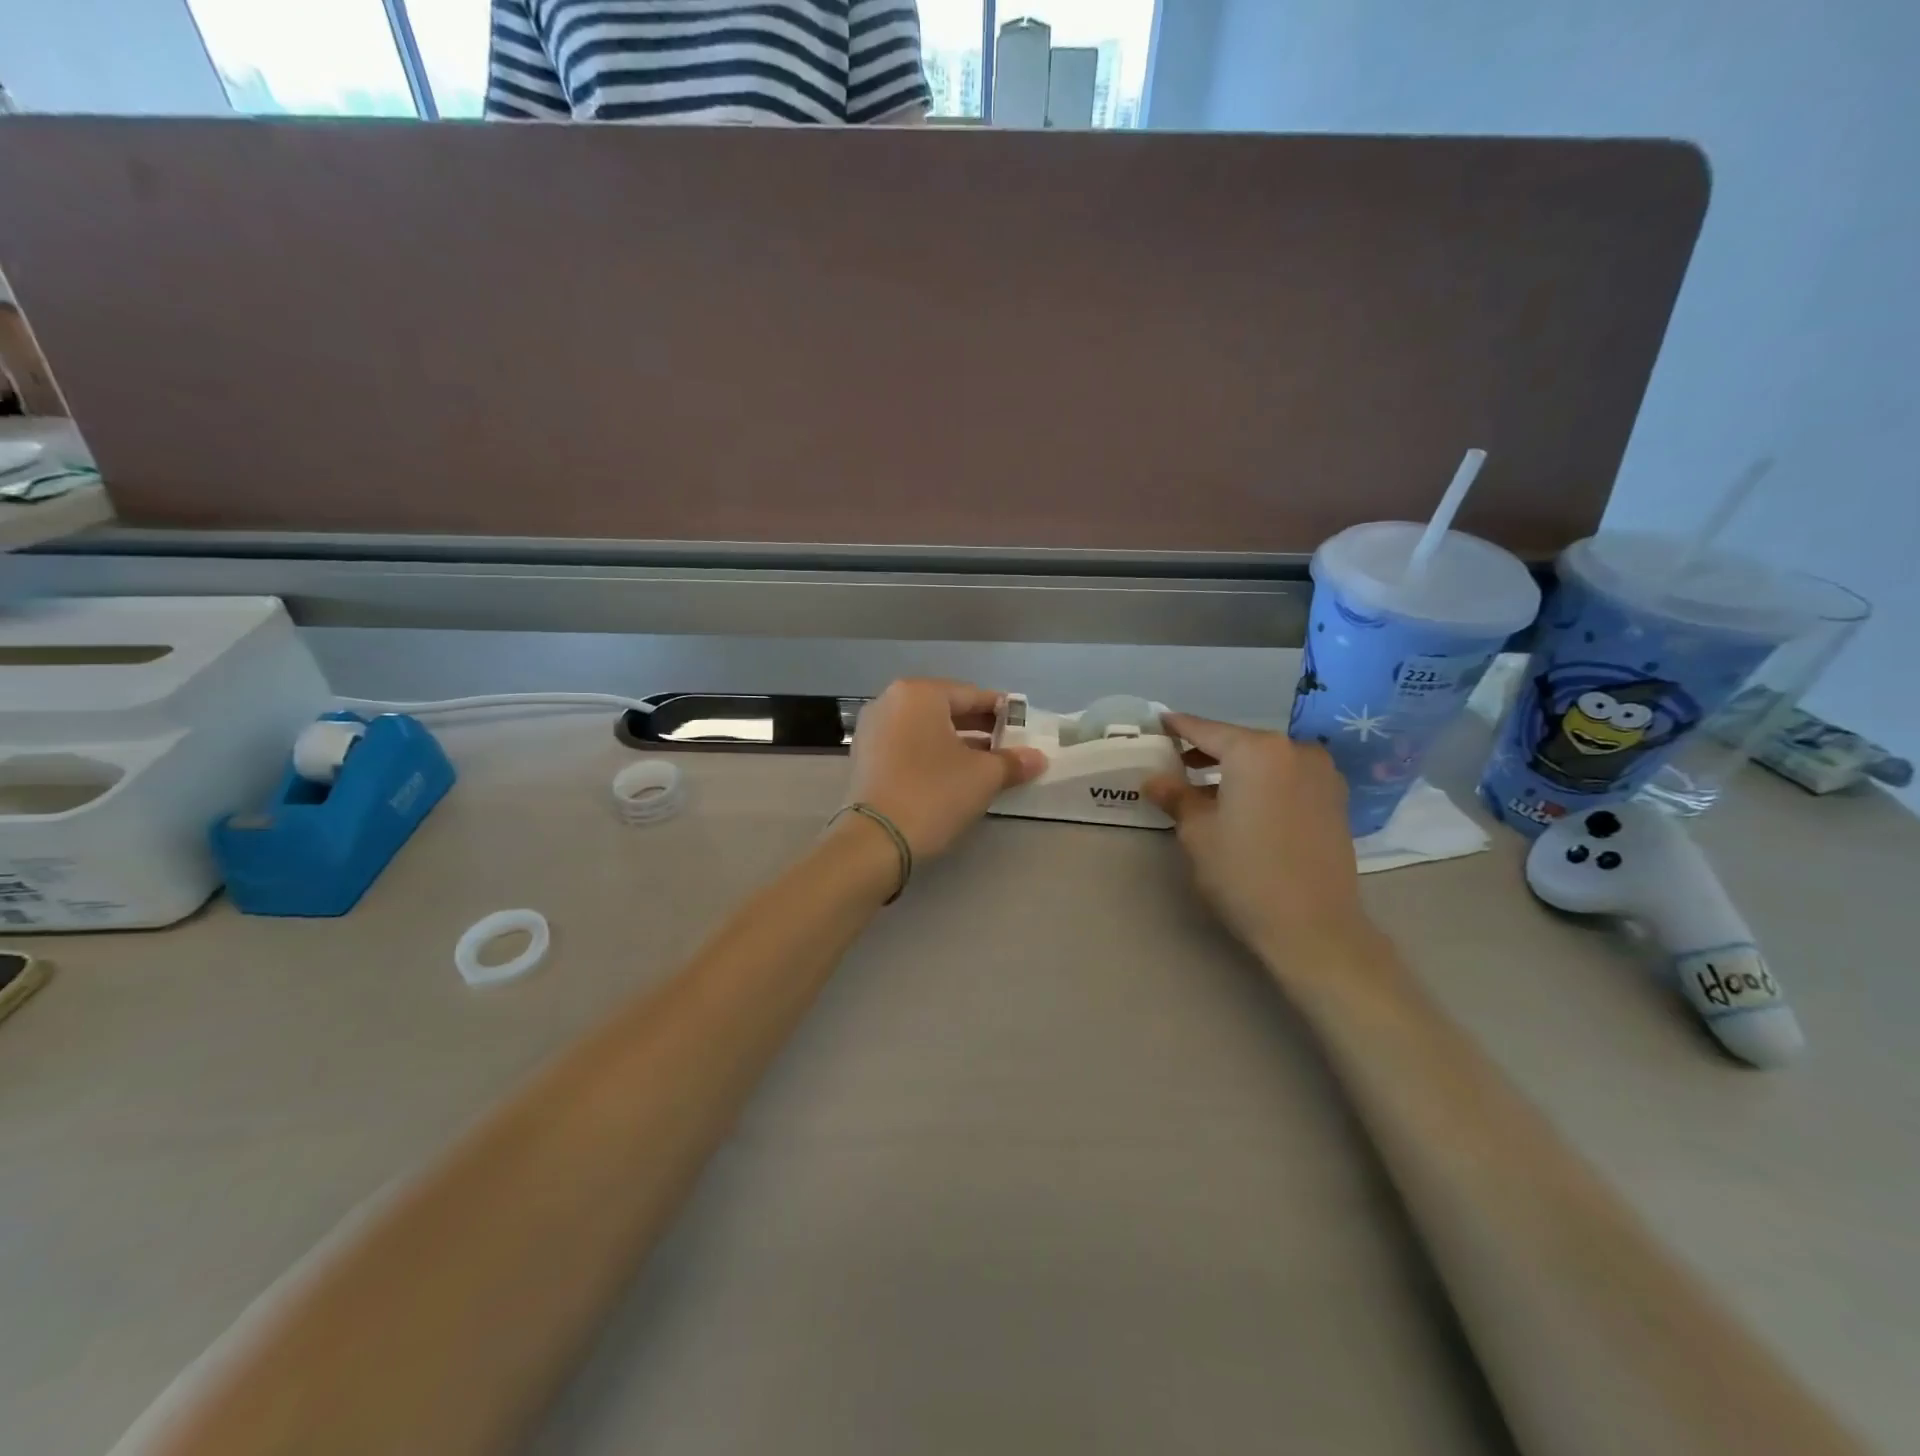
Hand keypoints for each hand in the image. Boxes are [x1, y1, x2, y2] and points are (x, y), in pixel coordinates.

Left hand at [846, 680, 1046, 859]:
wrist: (875, 841)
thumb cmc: (934, 793)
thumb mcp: (983, 776)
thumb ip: (1012, 762)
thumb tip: (1038, 758)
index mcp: (918, 693)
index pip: (971, 694)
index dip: (1002, 711)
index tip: (1023, 727)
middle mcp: (890, 702)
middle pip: (945, 709)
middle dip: (978, 728)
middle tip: (1008, 747)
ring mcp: (872, 729)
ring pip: (925, 729)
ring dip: (956, 743)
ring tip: (985, 764)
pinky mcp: (864, 758)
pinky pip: (907, 746)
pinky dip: (930, 755)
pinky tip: (952, 776)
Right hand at [1144, 714, 1379, 975]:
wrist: (1314, 927)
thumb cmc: (1245, 873)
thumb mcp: (1198, 832)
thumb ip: (1175, 796)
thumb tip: (1155, 779)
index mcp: (1256, 751)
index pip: (1207, 730)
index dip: (1179, 726)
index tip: (1159, 720)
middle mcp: (1294, 750)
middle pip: (1240, 743)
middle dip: (1208, 752)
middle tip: (1177, 763)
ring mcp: (1321, 774)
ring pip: (1266, 761)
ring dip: (1236, 769)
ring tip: (1207, 789)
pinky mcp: (1335, 800)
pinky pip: (1288, 778)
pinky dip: (1263, 782)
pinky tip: (1244, 804)